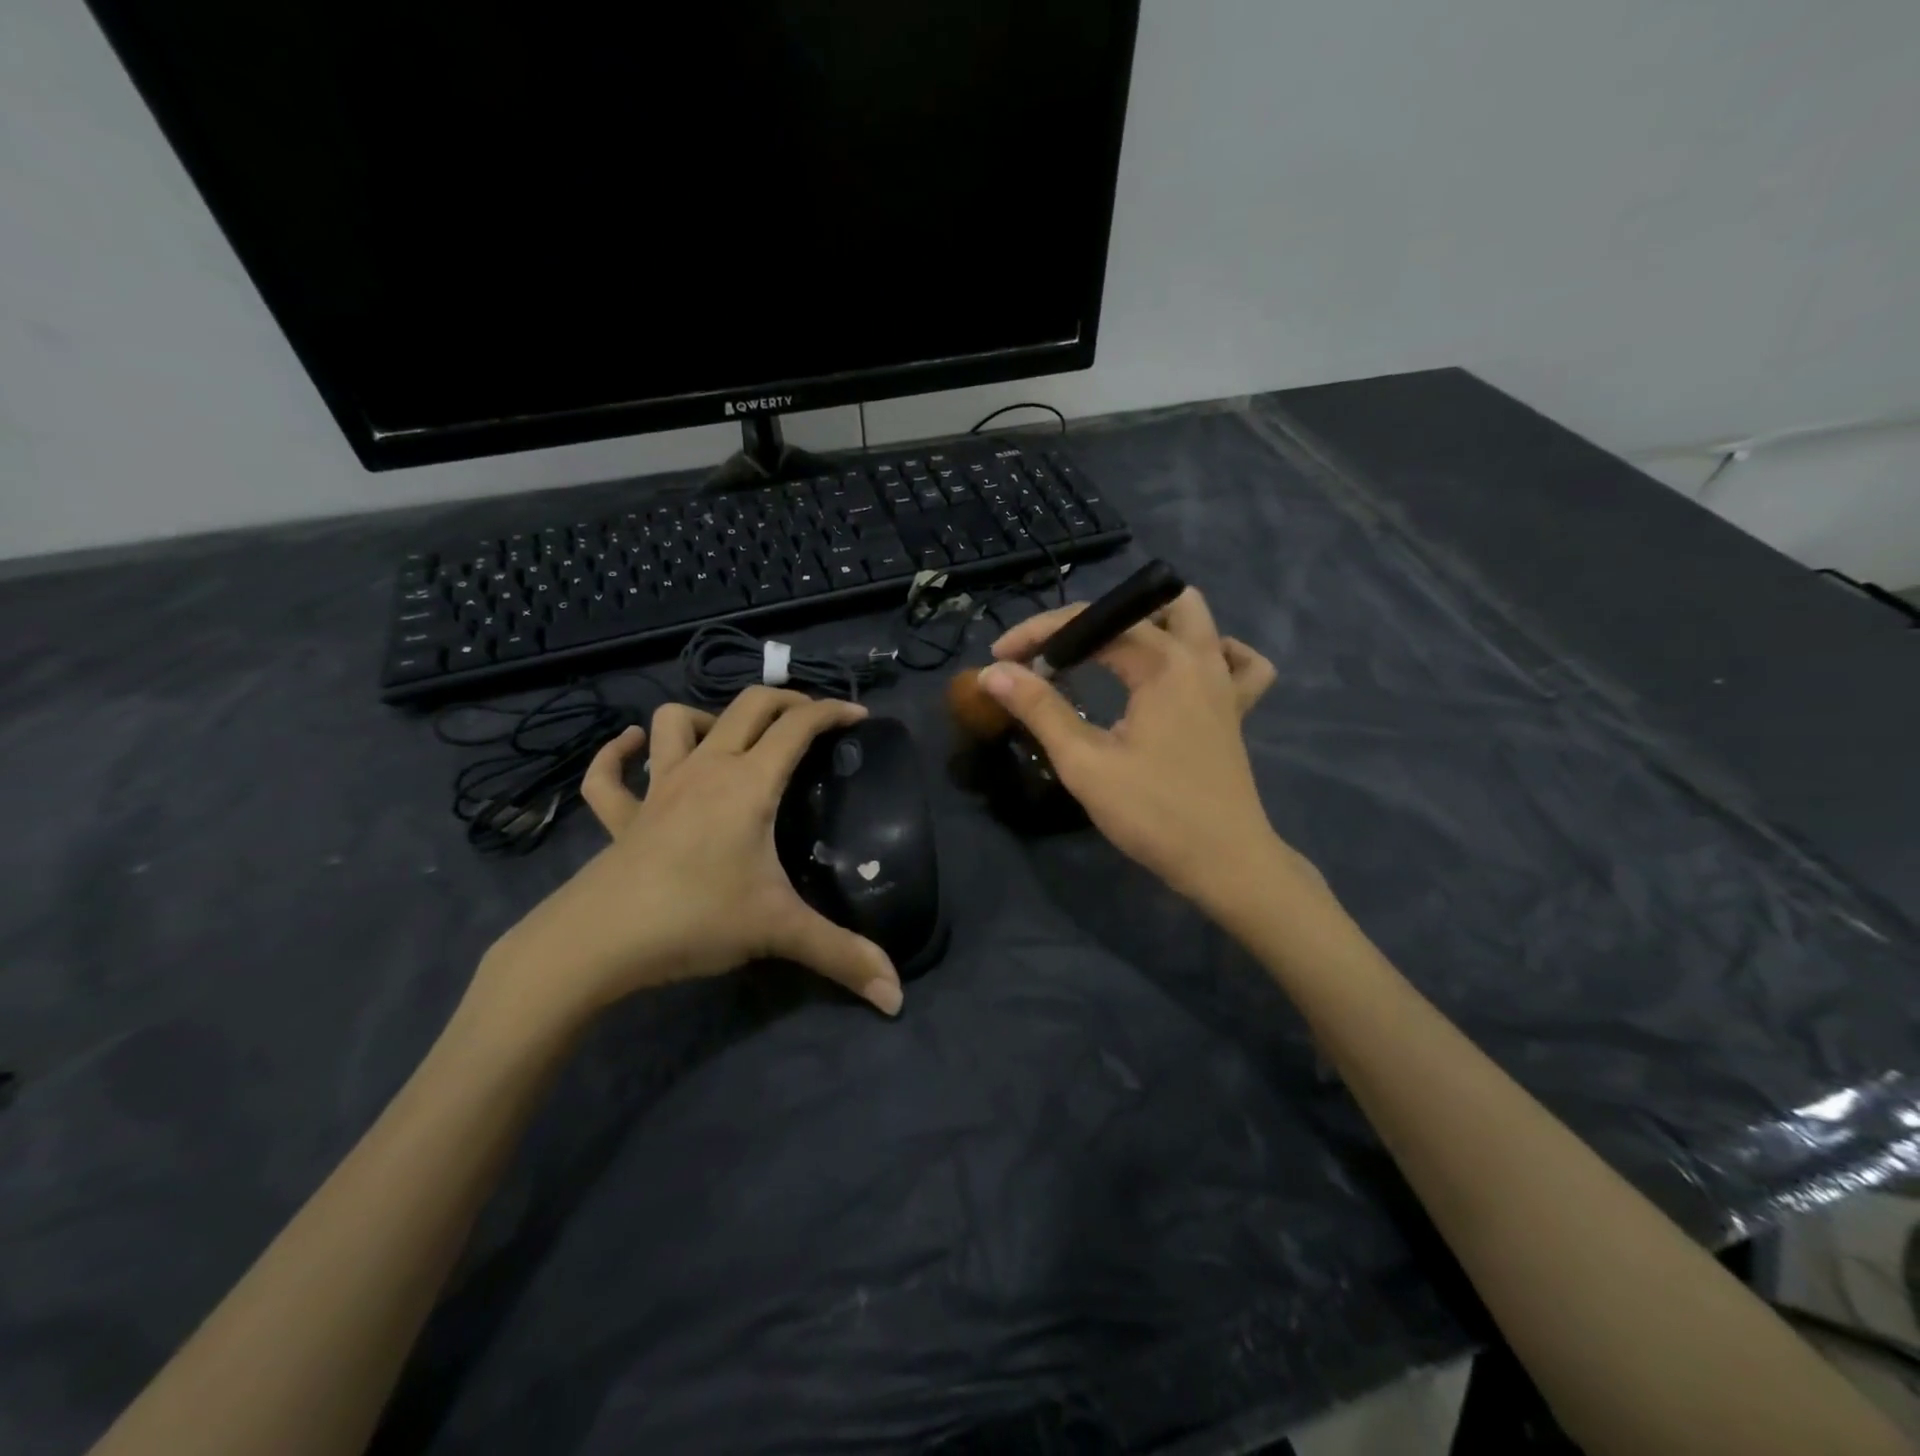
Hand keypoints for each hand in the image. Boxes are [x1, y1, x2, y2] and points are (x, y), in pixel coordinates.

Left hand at [475, 688, 903, 1028]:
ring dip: (707, 717)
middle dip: (786, 700)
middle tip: (811, 719)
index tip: (859, 717)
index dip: (832, 712)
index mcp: (748, 783)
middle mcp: (705, 770)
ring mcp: (658, 788)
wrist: (596, 943)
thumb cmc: (695, 919)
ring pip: (675, 722)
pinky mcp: (621, 816)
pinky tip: (634, 747)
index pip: (798, 727)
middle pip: (748, 706)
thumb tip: (896, 995)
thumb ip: (842, 956)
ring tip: (730, 737)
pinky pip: (610, 774)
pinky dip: (620, 753)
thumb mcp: (777, 931)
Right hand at [982, 588, 1314, 911]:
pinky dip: (1214, 651)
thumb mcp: (1085, 762)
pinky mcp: (1236, 710)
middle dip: (1092, 620)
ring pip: (1197, 619)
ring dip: (1151, 622)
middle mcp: (1200, 659)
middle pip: (1145, 605)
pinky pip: (1240, 662)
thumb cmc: (1153, 813)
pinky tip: (1186, 670)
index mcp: (1163, 664)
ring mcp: (1225, 683)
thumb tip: (993, 673)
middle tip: (1057, 655)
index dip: (1039, 633)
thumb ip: (1040, 709)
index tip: (1001, 658)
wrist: (1225, 863)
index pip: (1092, 623)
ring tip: (1112, 652)